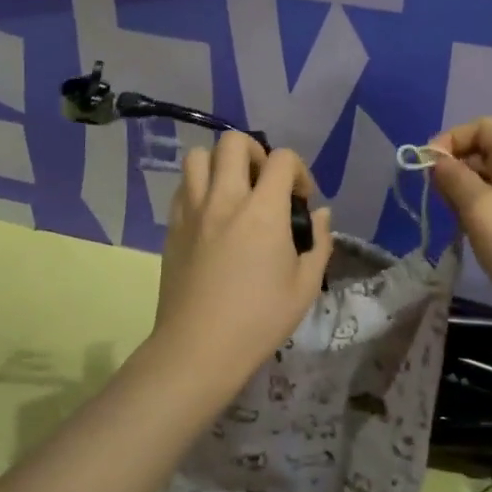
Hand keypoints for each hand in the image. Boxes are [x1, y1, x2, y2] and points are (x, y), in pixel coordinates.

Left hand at [152, 133, 333, 385]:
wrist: (198, 349)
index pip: (282, 158)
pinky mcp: (172, 226)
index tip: (301, 199)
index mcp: (263, 211)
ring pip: (199, 156)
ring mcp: (193, 210)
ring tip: (233, 191)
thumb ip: (318, 243)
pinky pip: (182, 186)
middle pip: (234, 142)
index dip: (298, 170)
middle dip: (256, 152)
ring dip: (220, 164)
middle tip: (264, 183)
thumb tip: (320, 215)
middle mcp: (225, 199)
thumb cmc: (259, 320)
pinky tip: (211, 213)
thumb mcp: (305, 286)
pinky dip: (198, 186)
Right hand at [427, 117, 491, 332]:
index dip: (452, 139)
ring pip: (484, 180)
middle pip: (481, 152)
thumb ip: (453, 177)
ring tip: (454, 220)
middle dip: (454, 168)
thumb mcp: (478, 207)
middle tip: (439, 198)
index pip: (481, 127)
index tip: (430, 166)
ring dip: (461, 194)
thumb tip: (436, 160)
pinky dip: (475, 212)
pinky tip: (469, 235)